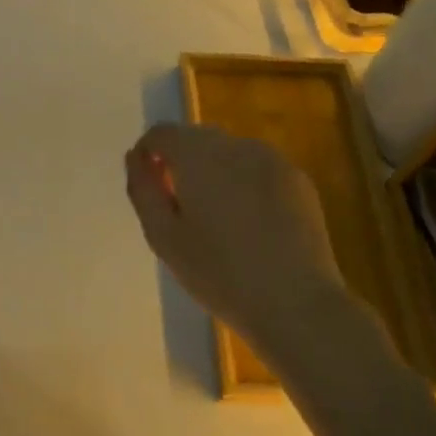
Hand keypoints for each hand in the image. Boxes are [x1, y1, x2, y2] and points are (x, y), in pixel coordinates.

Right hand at [125, 123, 348, 355]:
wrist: (295, 303)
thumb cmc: (218, 273)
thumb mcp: (163, 237)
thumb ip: (143, 189)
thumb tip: (136, 158)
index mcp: (199, 155)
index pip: (162, 133)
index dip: (147, 154)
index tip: (149, 188)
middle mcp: (238, 146)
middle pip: (197, 139)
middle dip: (181, 163)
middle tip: (179, 210)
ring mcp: (274, 160)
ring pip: (230, 153)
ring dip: (214, 172)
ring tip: (216, 220)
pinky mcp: (299, 180)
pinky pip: (258, 169)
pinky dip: (244, 184)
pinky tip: (249, 225)